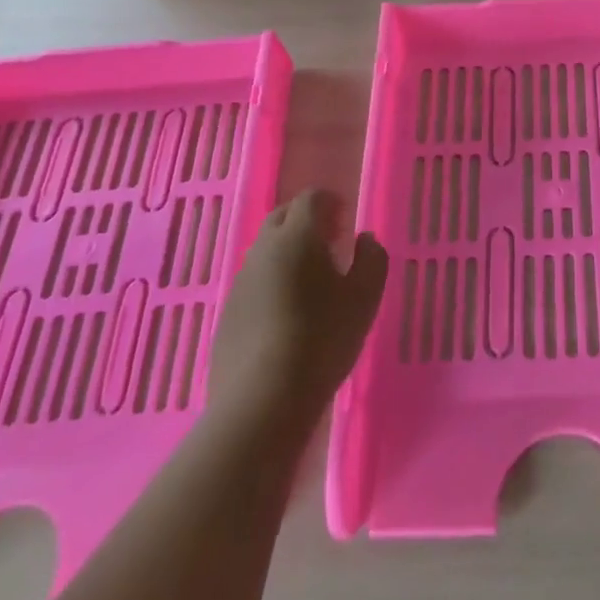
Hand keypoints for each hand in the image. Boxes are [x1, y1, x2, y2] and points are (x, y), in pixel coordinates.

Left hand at [210, 189, 387, 425]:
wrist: (262, 402)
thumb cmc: (322, 339)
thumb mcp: (365, 298)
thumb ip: (372, 259)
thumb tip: (365, 240)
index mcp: (297, 236)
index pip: (312, 198)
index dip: (331, 202)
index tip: (346, 221)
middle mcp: (263, 249)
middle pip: (283, 217)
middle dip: (307, 221)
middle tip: (331, 244)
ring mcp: (241, 282)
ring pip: (266, 250)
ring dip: (288, 252)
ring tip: (311, 281)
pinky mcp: (227, 314)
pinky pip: (254, 282)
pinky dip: (272, 282)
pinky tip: (287, 314)